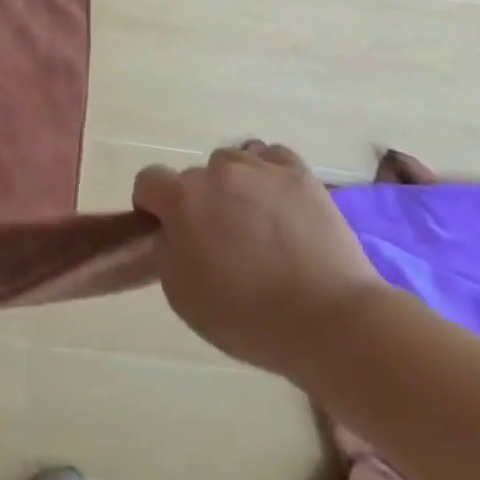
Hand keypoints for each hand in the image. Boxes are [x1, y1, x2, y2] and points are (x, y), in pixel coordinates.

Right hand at [133, 141, 386, 380]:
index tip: (167, 232)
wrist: (330, 321)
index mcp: (182, 200)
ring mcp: (261, 169)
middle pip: (194, 177)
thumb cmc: (247, 316)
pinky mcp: (300, 176)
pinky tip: (278, 201)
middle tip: (220, 240)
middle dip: (199, 202)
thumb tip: (174, 233)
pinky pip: (272, 157)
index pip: (148, 180)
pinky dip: (268, 173)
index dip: (152, 205)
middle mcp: (217, 173)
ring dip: (234, 185)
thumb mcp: (181, 295)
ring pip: (233, 162)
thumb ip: (167, 251)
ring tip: (254, 220)